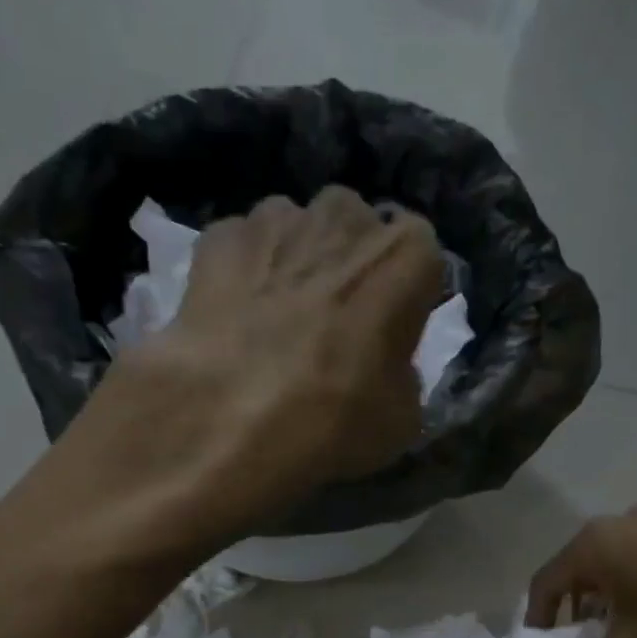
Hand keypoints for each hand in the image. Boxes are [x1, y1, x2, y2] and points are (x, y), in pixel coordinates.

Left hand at [72, 188, 442, 542]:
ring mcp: (274, 218)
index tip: (390, 328)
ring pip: (296, 230)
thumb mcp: (403, 420)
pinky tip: (236, 320)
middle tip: (336, 322)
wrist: (231, 420)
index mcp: (404, 256)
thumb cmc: (335, 420)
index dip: (405, 293)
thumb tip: (385, 366)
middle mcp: (343, 217)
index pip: (420, 254)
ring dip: (295, 262)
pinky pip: (243, 248)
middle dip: (349, 263)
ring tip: (280, 322)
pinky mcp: (216, 237)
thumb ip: (402, 374)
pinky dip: (244, 274)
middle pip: (355, 228)